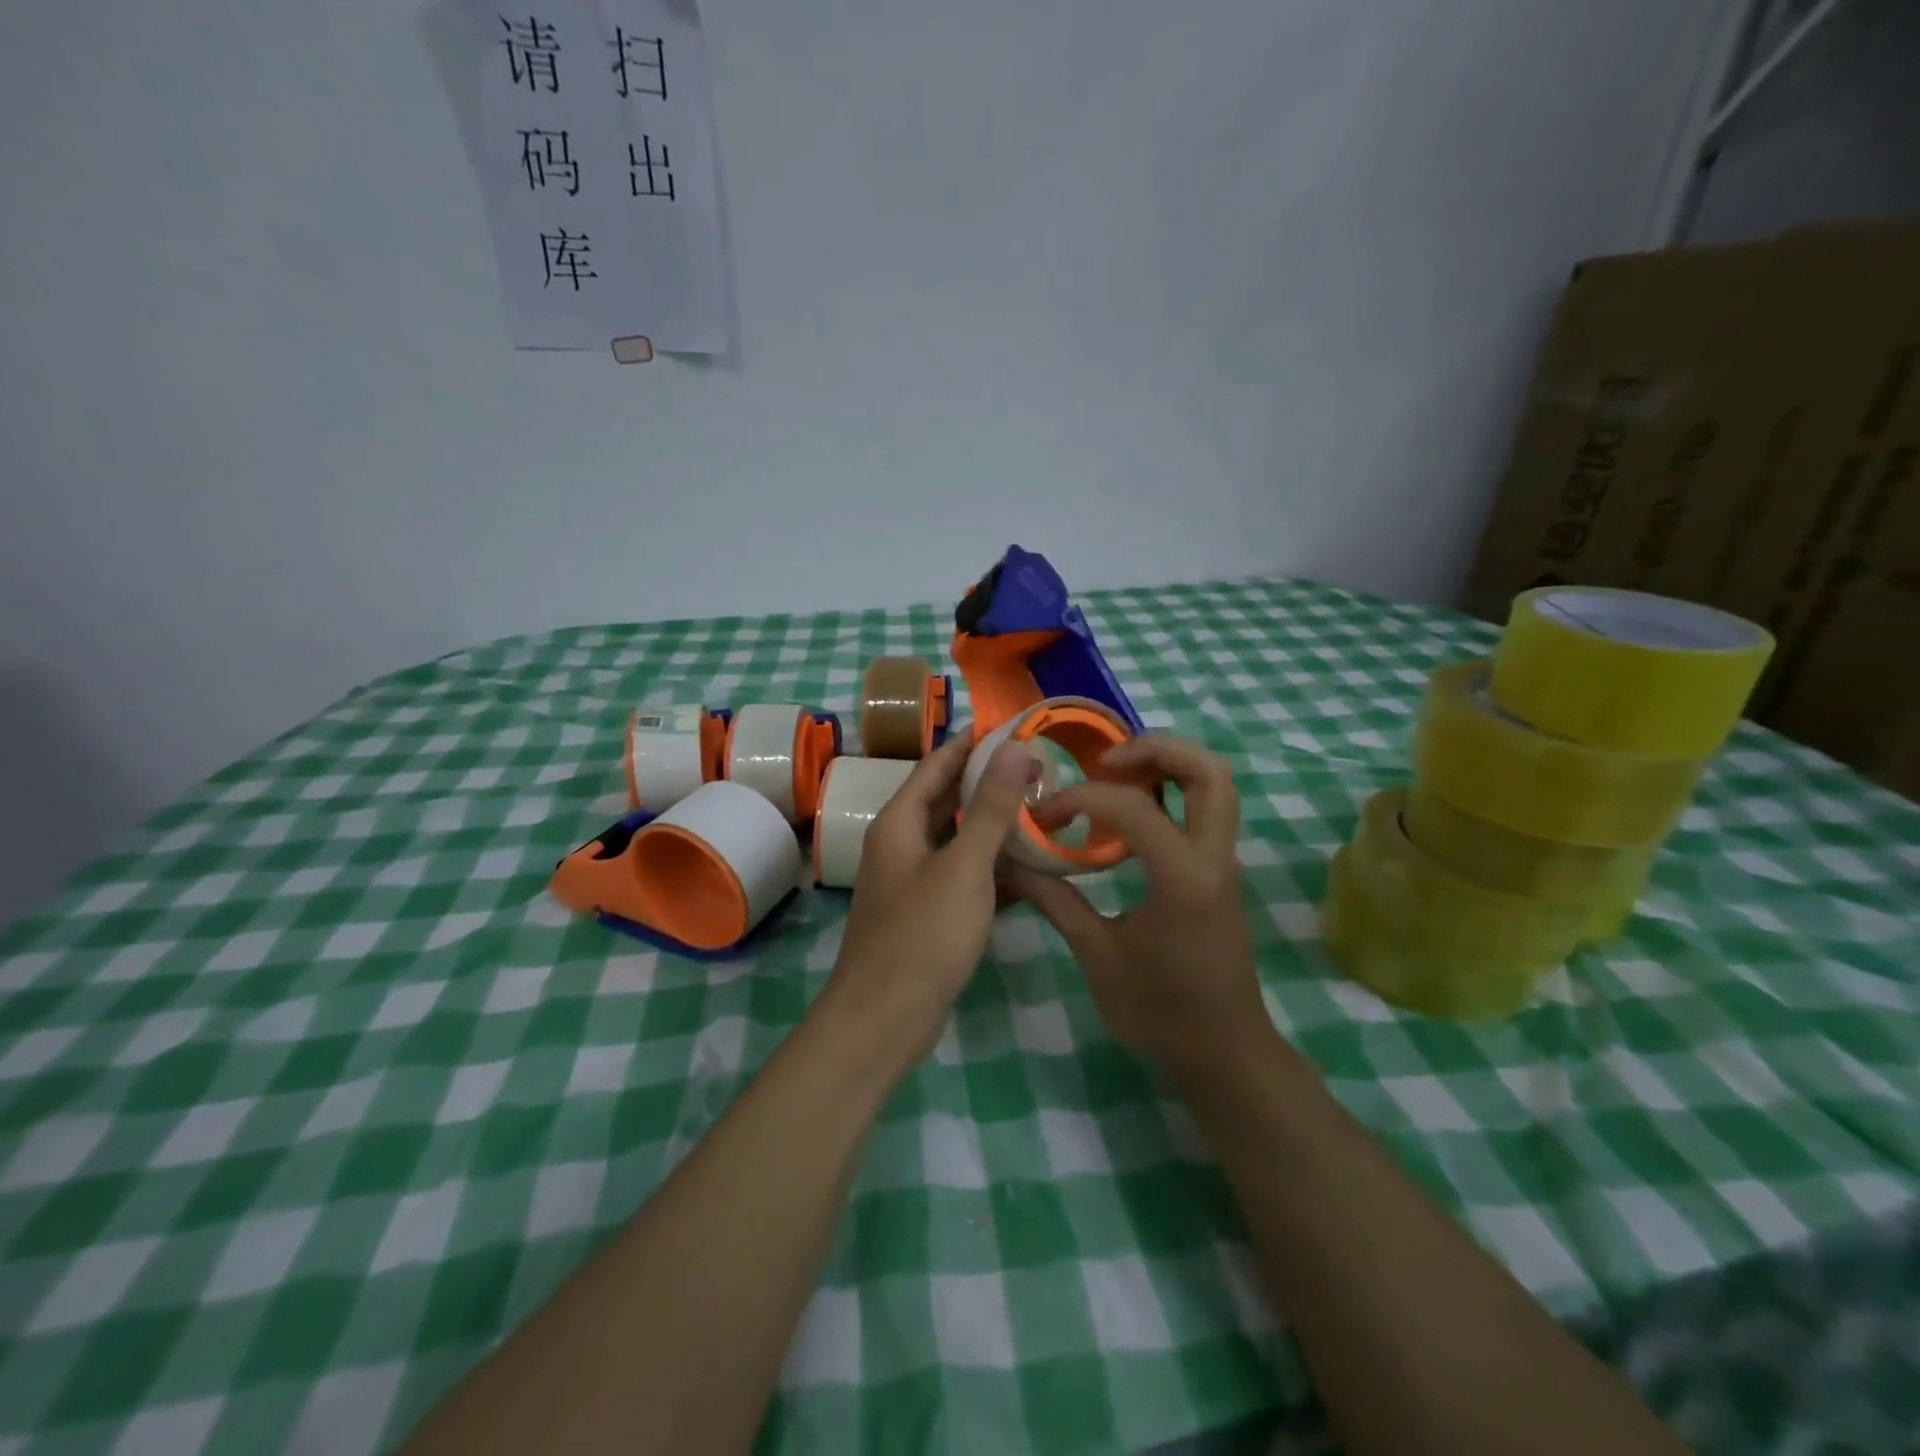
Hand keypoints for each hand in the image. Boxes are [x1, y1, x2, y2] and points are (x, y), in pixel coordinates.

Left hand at [818, 728, 1036, 1071]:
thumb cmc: (923, 934)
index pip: (936, 765)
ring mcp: (913, 883)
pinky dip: (993, 871)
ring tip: (1042, 814)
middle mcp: (901, 845)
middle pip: (946, 802)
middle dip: (987, 784)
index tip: (1010, 727)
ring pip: (958, 842)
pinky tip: (1031, 872)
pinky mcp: (928, 916)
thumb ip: (990, 807)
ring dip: (994, 829)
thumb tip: (1014, 747)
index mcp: (899, 823)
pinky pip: (964, 879)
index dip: (969, 744)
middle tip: (1039, 771)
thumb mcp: (965, 865)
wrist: (884, 1019)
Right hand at [1002, 736, 1269, 1077]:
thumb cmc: (1160, 1010)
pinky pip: (1206, 810)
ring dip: (1168, 766)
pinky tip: (1128, 815)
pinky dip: (1171, 792)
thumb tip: (1009, 862)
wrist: (1224, 1052)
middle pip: (1207, 770)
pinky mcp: (1220, 872)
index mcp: (1183, 877)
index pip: (1133, 807)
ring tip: (1114, 778)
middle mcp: (1213, 857)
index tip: (1044, 817)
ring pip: (1216, 784)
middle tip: (1103, 765)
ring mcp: (1223, 862)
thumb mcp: (1098, 957)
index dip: (1080, 799)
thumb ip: (1055, 901)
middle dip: (1154, 750)